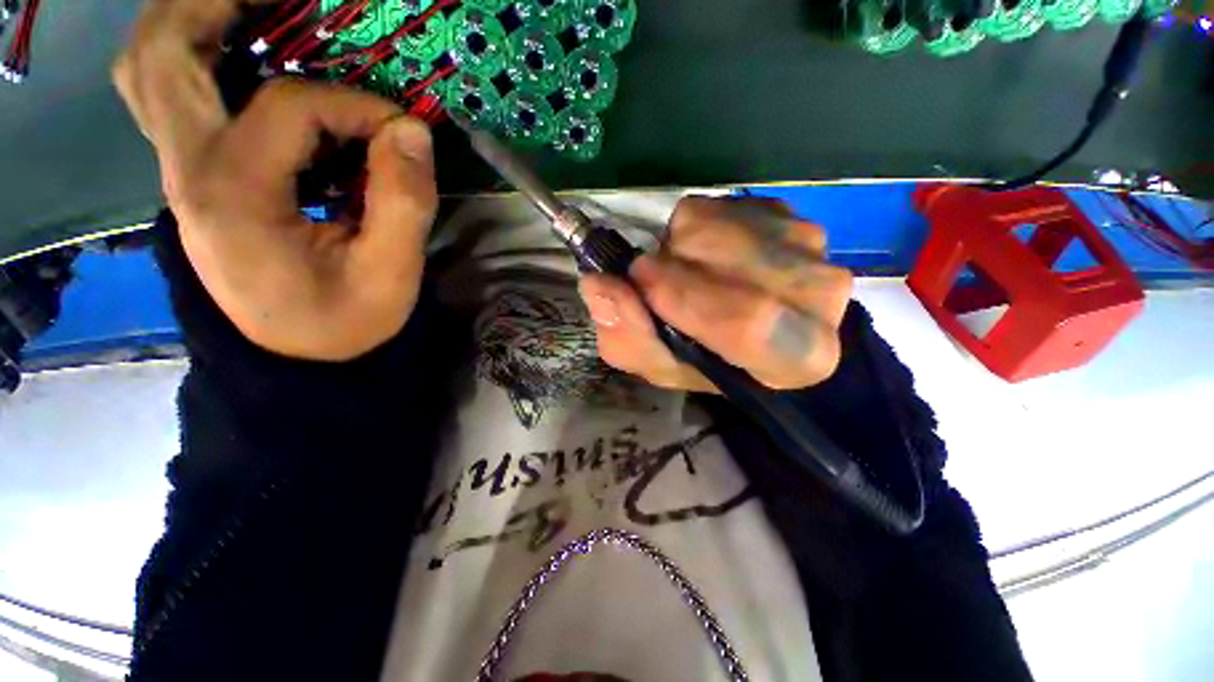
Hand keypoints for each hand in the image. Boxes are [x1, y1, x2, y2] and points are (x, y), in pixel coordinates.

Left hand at [113, 0, 436, 360]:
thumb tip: (412, 131)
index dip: (358, 106)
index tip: (405, 134)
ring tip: (257, 18)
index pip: (288, 106)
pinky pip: (174, 97)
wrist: (300, 359)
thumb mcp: (391, 275)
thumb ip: (405, 202)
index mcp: (234, 198)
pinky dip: (200, 62)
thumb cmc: (346, 324)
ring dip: (195, 25)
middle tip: (282, 4)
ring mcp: (182, 173)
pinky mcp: (197, 179)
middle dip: (216, 7)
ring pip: (151, 69)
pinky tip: (248, 67)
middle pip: (160, 53)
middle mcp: (188, 172)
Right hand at [579, 197, 853, 392]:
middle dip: (673, 267)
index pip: (752, 322)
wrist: (746, 329)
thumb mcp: (659, 364)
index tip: (641, 284)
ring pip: (721, 226)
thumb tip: (599, 285)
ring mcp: (809, 245)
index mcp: (797, 356)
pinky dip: (695, 228)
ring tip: (682, 274)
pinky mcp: (788, 212)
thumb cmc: (704, 358)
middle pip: (733, 262)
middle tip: (651, 282)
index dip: (688, 300)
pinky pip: (721, 207)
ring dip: (680, 248)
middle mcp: (820, 296)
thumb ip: (629, 336)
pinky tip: (703, 256)